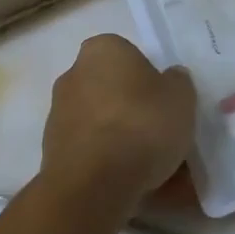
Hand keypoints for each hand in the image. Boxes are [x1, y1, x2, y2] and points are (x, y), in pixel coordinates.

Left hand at [42, 35, 196, 202]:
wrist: (94, 184)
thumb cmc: (142, 125)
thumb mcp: (182, 97)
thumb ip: (177, 82)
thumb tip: (168, 78)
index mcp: (102, 50)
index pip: (130, 55)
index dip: (151, 79)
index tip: (165, 103)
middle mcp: (73, 75)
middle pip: (114, 90)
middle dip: (134, 109)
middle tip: (162, 134)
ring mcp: (58, 114)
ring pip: (104, 124)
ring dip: (124, 139)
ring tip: (154, 168)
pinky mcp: (52, 151)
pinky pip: (93, 151)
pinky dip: (111, 163)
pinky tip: (135, 183)